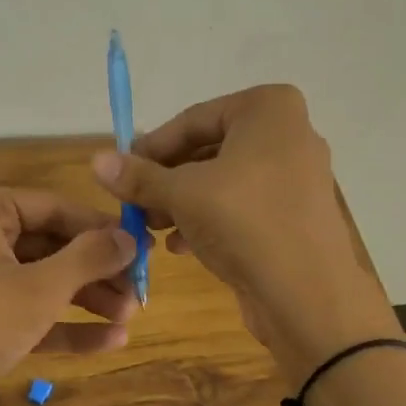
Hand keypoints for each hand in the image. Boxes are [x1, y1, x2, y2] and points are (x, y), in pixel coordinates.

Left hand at [0, 185, 138, 405]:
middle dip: (96, 271)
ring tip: (129, 318)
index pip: (58, 208)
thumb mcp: (38, 289)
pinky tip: (107, 342)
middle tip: (140, 293)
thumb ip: (88, 258)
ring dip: (85, 300)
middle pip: (51, 245)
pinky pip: (26, 313)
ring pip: (41, 281)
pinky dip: (62, 325)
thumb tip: (129, 238)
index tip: (146, 250)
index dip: (104, 229)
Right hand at [91, 85, 398, 387]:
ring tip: (151, 227)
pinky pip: (244, 206)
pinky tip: (181, 246)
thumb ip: (139, 176)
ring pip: (225, 181)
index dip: (152, 147)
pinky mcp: (297, 214)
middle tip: (134, 203)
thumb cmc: (244, 223)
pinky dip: (211, 220)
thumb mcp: (182, 194)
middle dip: (167, 178)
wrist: (308, 295)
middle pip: (209, 149)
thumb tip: (97, 161)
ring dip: (183, 202)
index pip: (193, 119)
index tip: (121, 172)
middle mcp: (289, 135)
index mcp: (269, 110)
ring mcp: (297, 176)